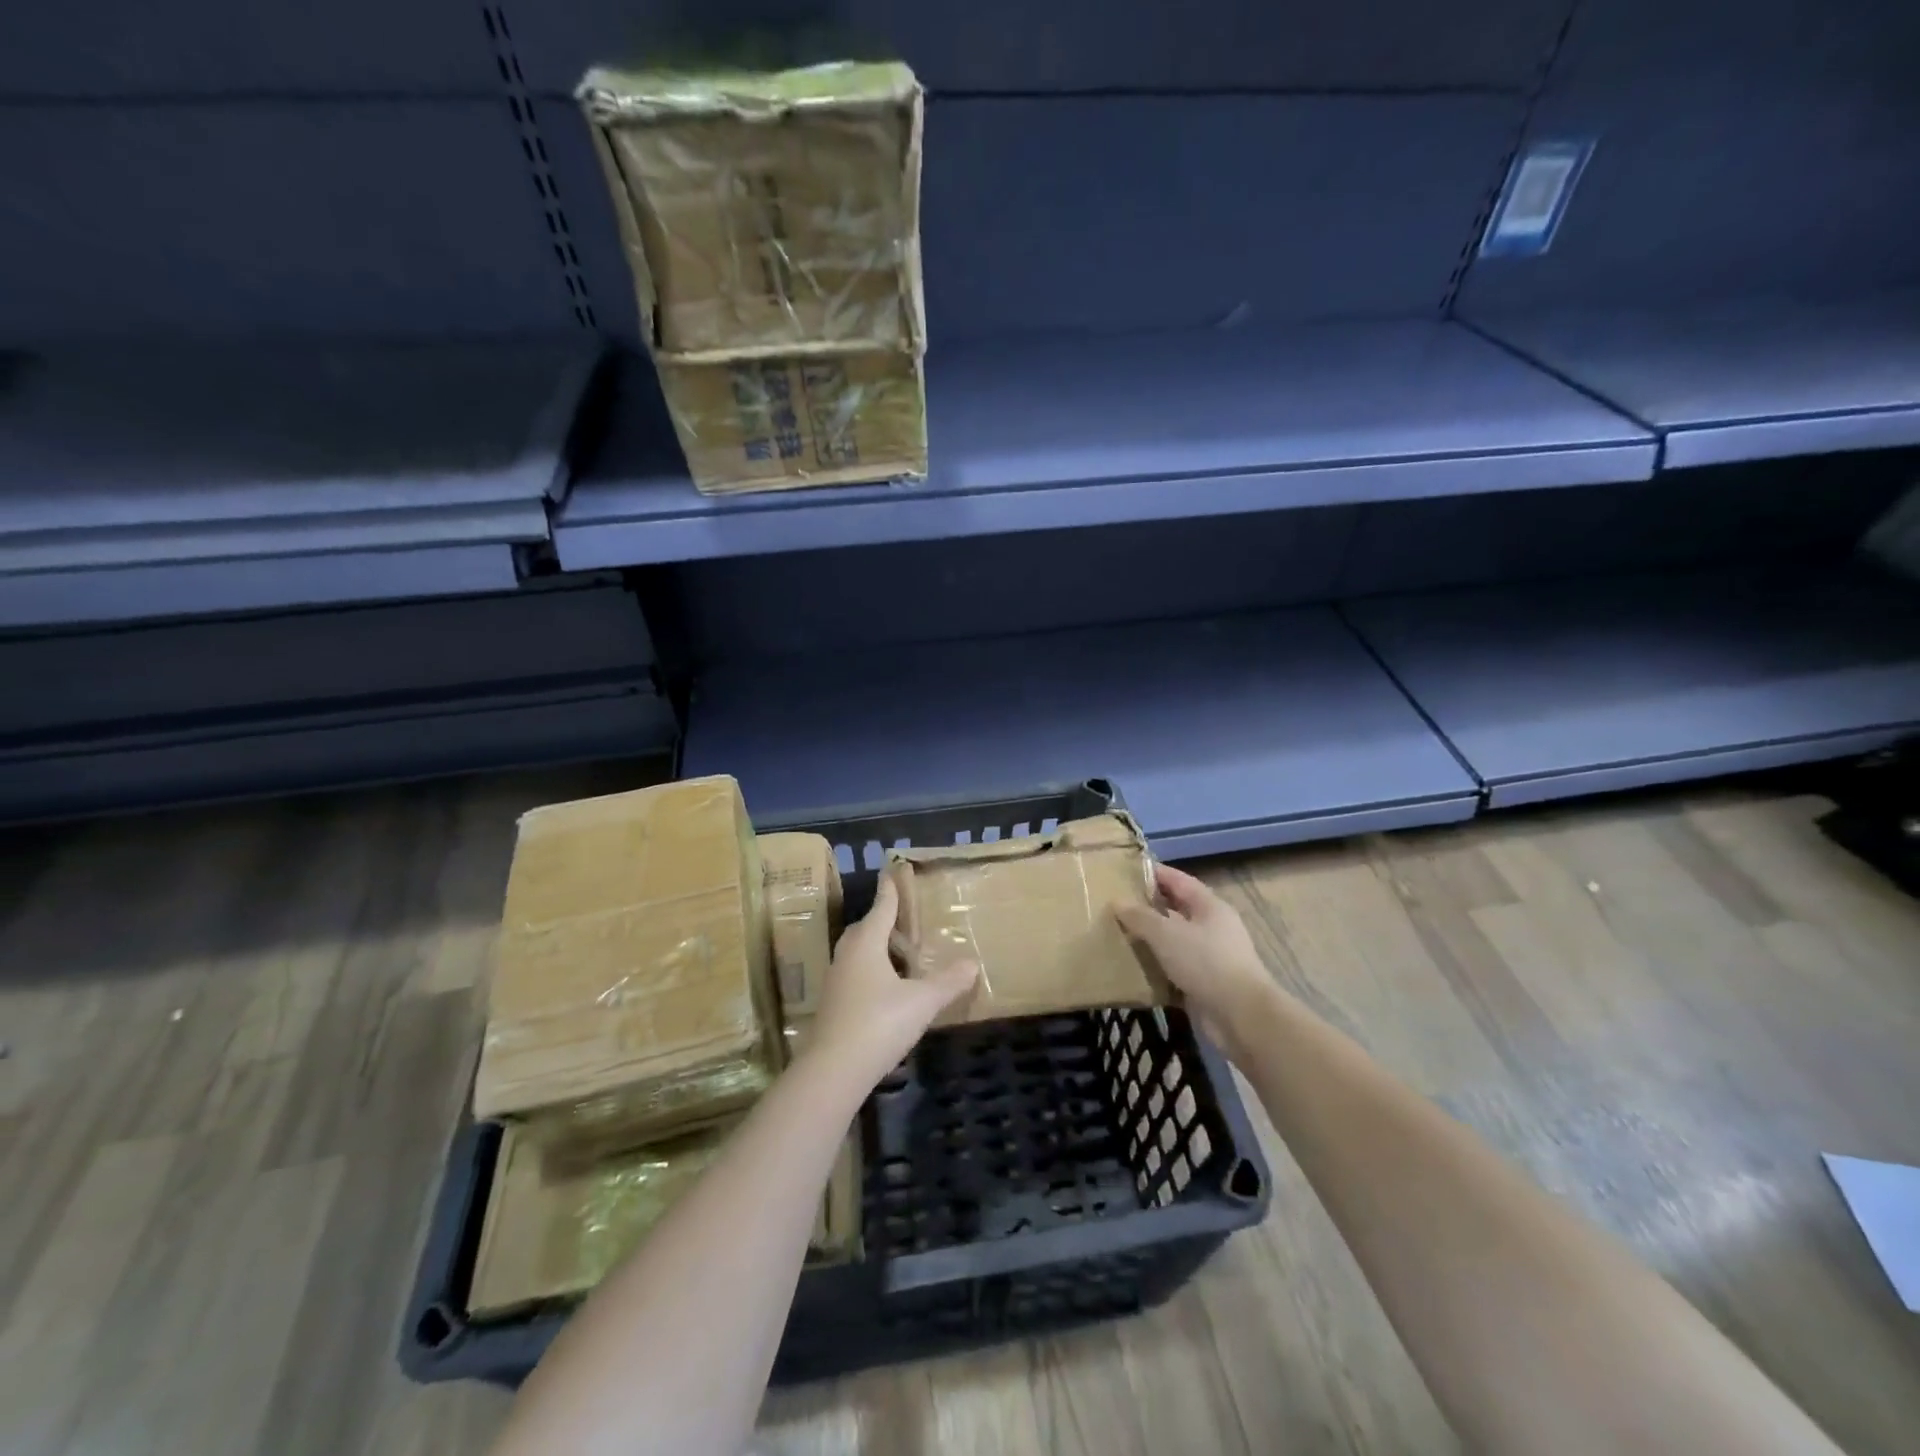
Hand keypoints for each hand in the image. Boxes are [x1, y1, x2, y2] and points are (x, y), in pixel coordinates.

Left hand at [809, 873, 978, 1089]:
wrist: (833, 1070)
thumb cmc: (879, 1023)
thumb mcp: (921, 1002)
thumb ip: (948, 982)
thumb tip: (972, 963)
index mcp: (866, 943)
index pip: (881, 907)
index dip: (890, 890)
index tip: (892, 872)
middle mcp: (847, 955)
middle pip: (865, 928)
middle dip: (882, 920)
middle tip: (903, 918)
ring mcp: (836, 981)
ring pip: (858, 952)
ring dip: (876, 947)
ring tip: (900, 953)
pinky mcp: (833, 1004)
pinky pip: (855, 974)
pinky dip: (871, 971)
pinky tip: (887, 988)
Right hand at [1116, 863, 1275, 1056]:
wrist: (1240, 1016)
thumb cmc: (1205, 962)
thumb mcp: (1166, 934)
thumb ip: (1140, 916)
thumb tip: (1117, 901)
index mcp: (1209, 906)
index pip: (1178, 880)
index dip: (1153, 873)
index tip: (1124, 870)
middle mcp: (1212, 927)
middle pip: (1176, 909)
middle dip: (1148, 906)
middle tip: (1115, 903)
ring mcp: (1210, 956)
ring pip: (1174, 940)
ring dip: (1150, 938)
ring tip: (1118, 933)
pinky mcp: (1205, 983)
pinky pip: (1175, 967)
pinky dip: (1156, 966)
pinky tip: (1133, 966)